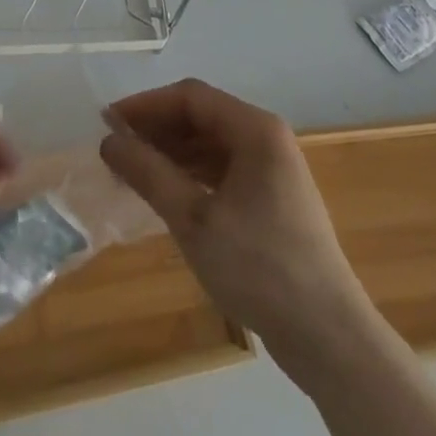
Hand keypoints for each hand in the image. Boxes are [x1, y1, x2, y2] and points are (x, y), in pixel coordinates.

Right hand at [100, 79, 367, 376]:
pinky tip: (166, 193)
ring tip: (132, 172)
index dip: (146, 105)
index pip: (190, 97)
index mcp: (255, 130)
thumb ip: (149, 173)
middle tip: (115, 150)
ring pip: (211, 144)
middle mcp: (267, 139)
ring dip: (171, 152)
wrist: (328, 338)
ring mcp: (273, 169)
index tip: (107, 123)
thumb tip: (108, 140)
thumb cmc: (259, 268)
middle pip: (201, 116)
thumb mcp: (193, 220)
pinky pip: (223, 169)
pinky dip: (191, 174)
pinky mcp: (272, 198)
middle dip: (156, 128)